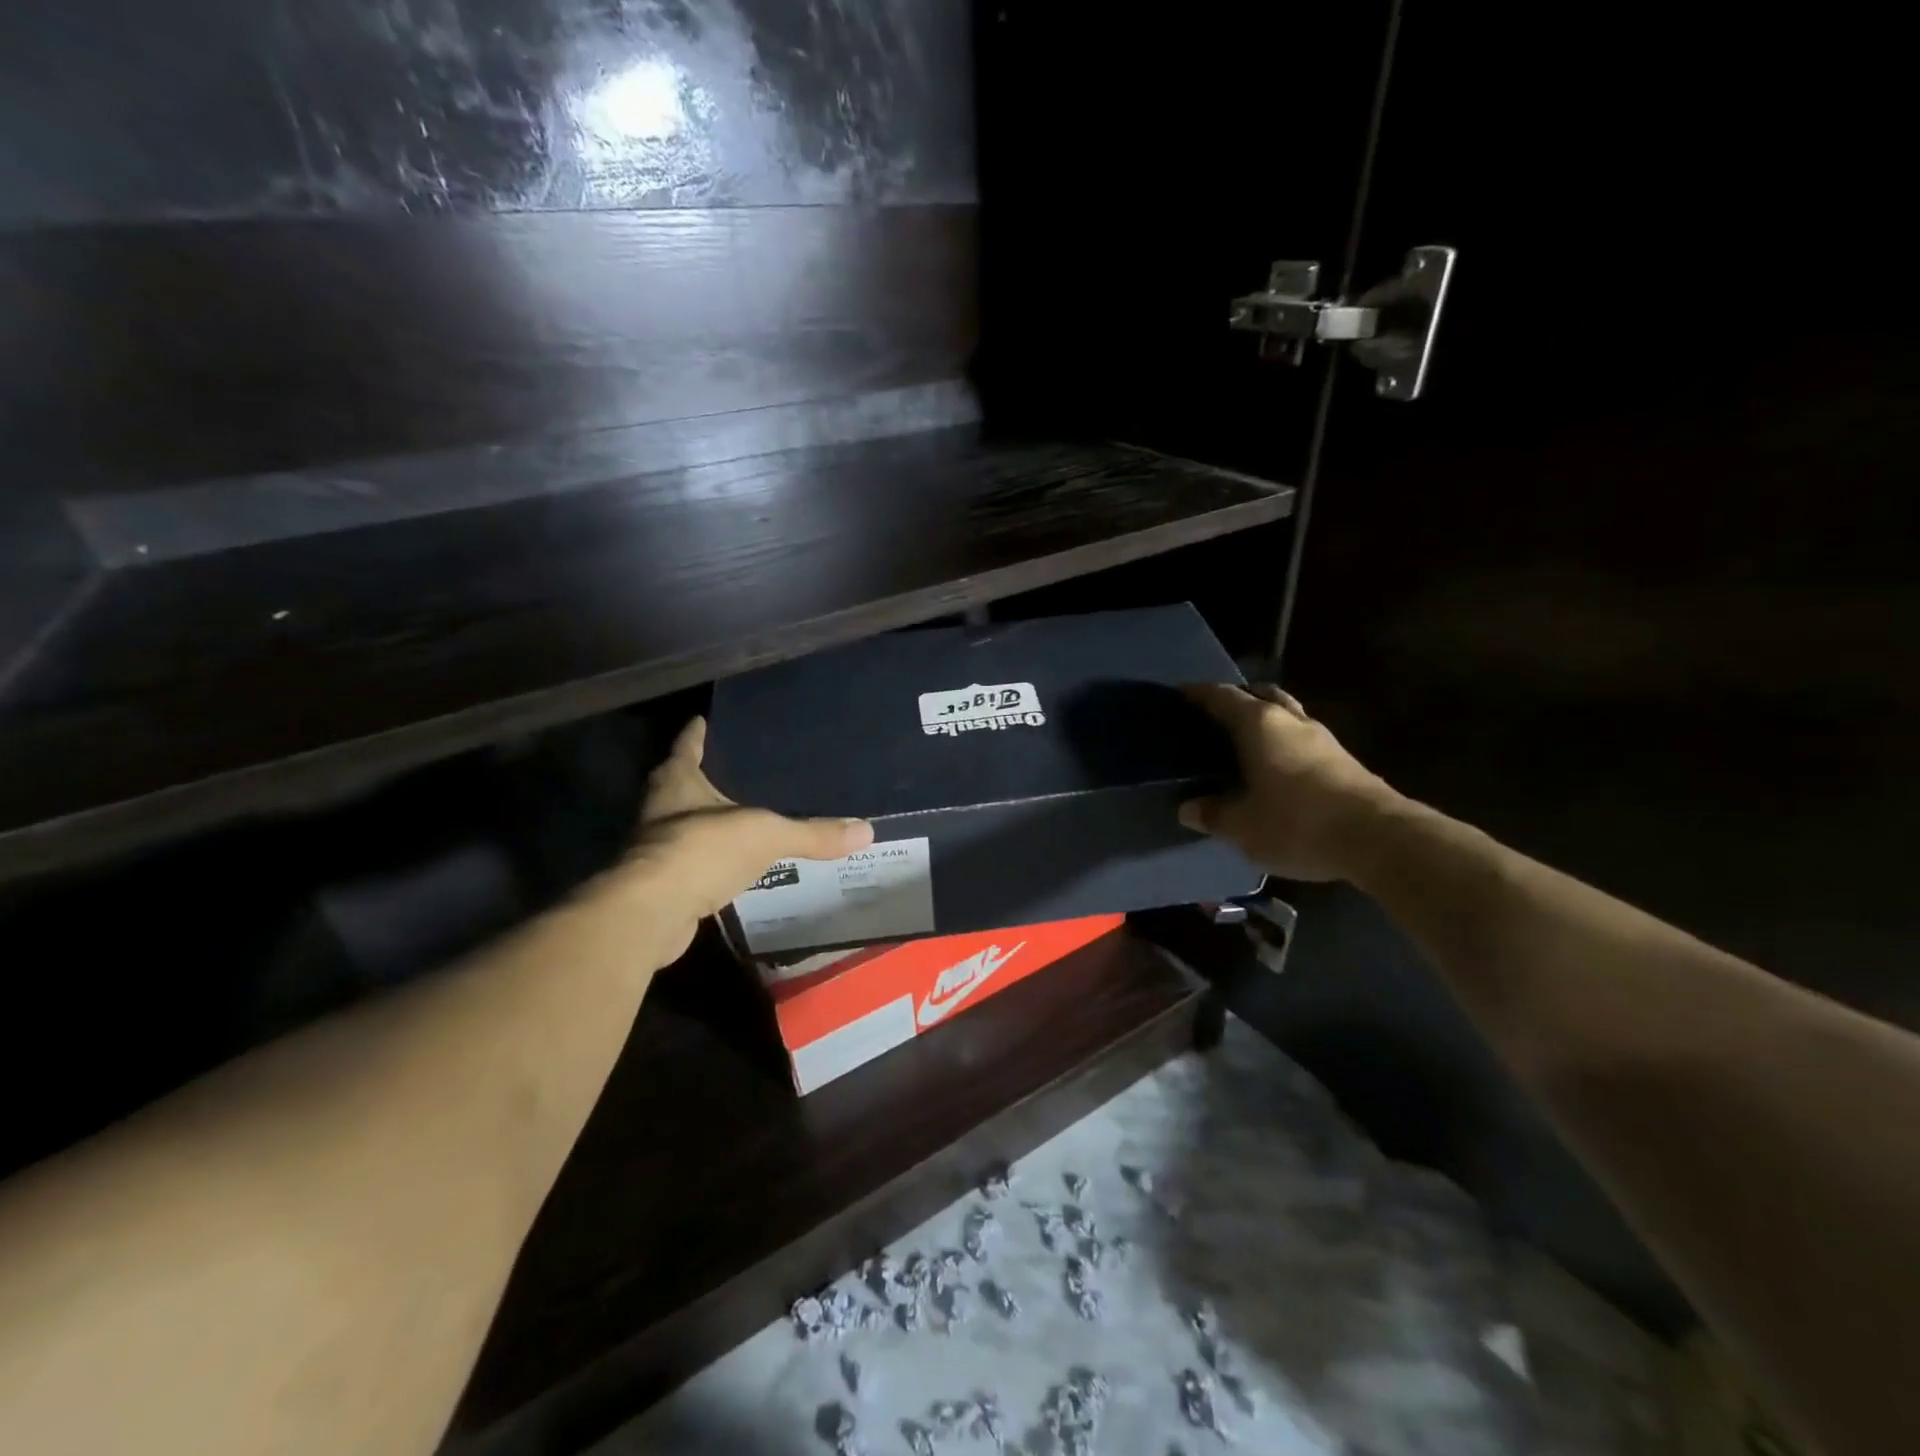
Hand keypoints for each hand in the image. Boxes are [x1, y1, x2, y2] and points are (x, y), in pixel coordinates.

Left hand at [628, 717, 872, 948]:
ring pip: (684, 823)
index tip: (704, 719)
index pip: (686, 746)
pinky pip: (692, 861)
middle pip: (680, 783)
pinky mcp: (662, 882)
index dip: (697, 732)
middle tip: (737, 769)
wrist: (653, 911)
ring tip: (742, 815)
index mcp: (678, 781)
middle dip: (704, 776)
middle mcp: (660, 808)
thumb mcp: (767, 834)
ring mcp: (657, 847)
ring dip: (706, 820)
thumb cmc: (704, 849)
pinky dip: (710, 858)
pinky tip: (734, 862)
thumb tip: (867, 831)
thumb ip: (812, 833)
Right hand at [1178, 684, 1401, 881]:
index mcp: (1258, 724)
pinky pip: (1302, 740)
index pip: (1222, 697)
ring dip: (1266, 721)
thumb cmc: (1296, 822)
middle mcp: (1290, 721)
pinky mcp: (1343, 760)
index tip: (1180, 694)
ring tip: (1245, 742)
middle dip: (1239, 699)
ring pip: (1286, 715)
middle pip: (1261, 696)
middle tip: (1216, 715)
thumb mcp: (1241, 826)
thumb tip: (1188, 808)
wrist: (1378, 838)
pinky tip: (1276, 767)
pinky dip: (1283, 744)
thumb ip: (1212, 814)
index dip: (1198, 694)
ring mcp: (1322, 738)